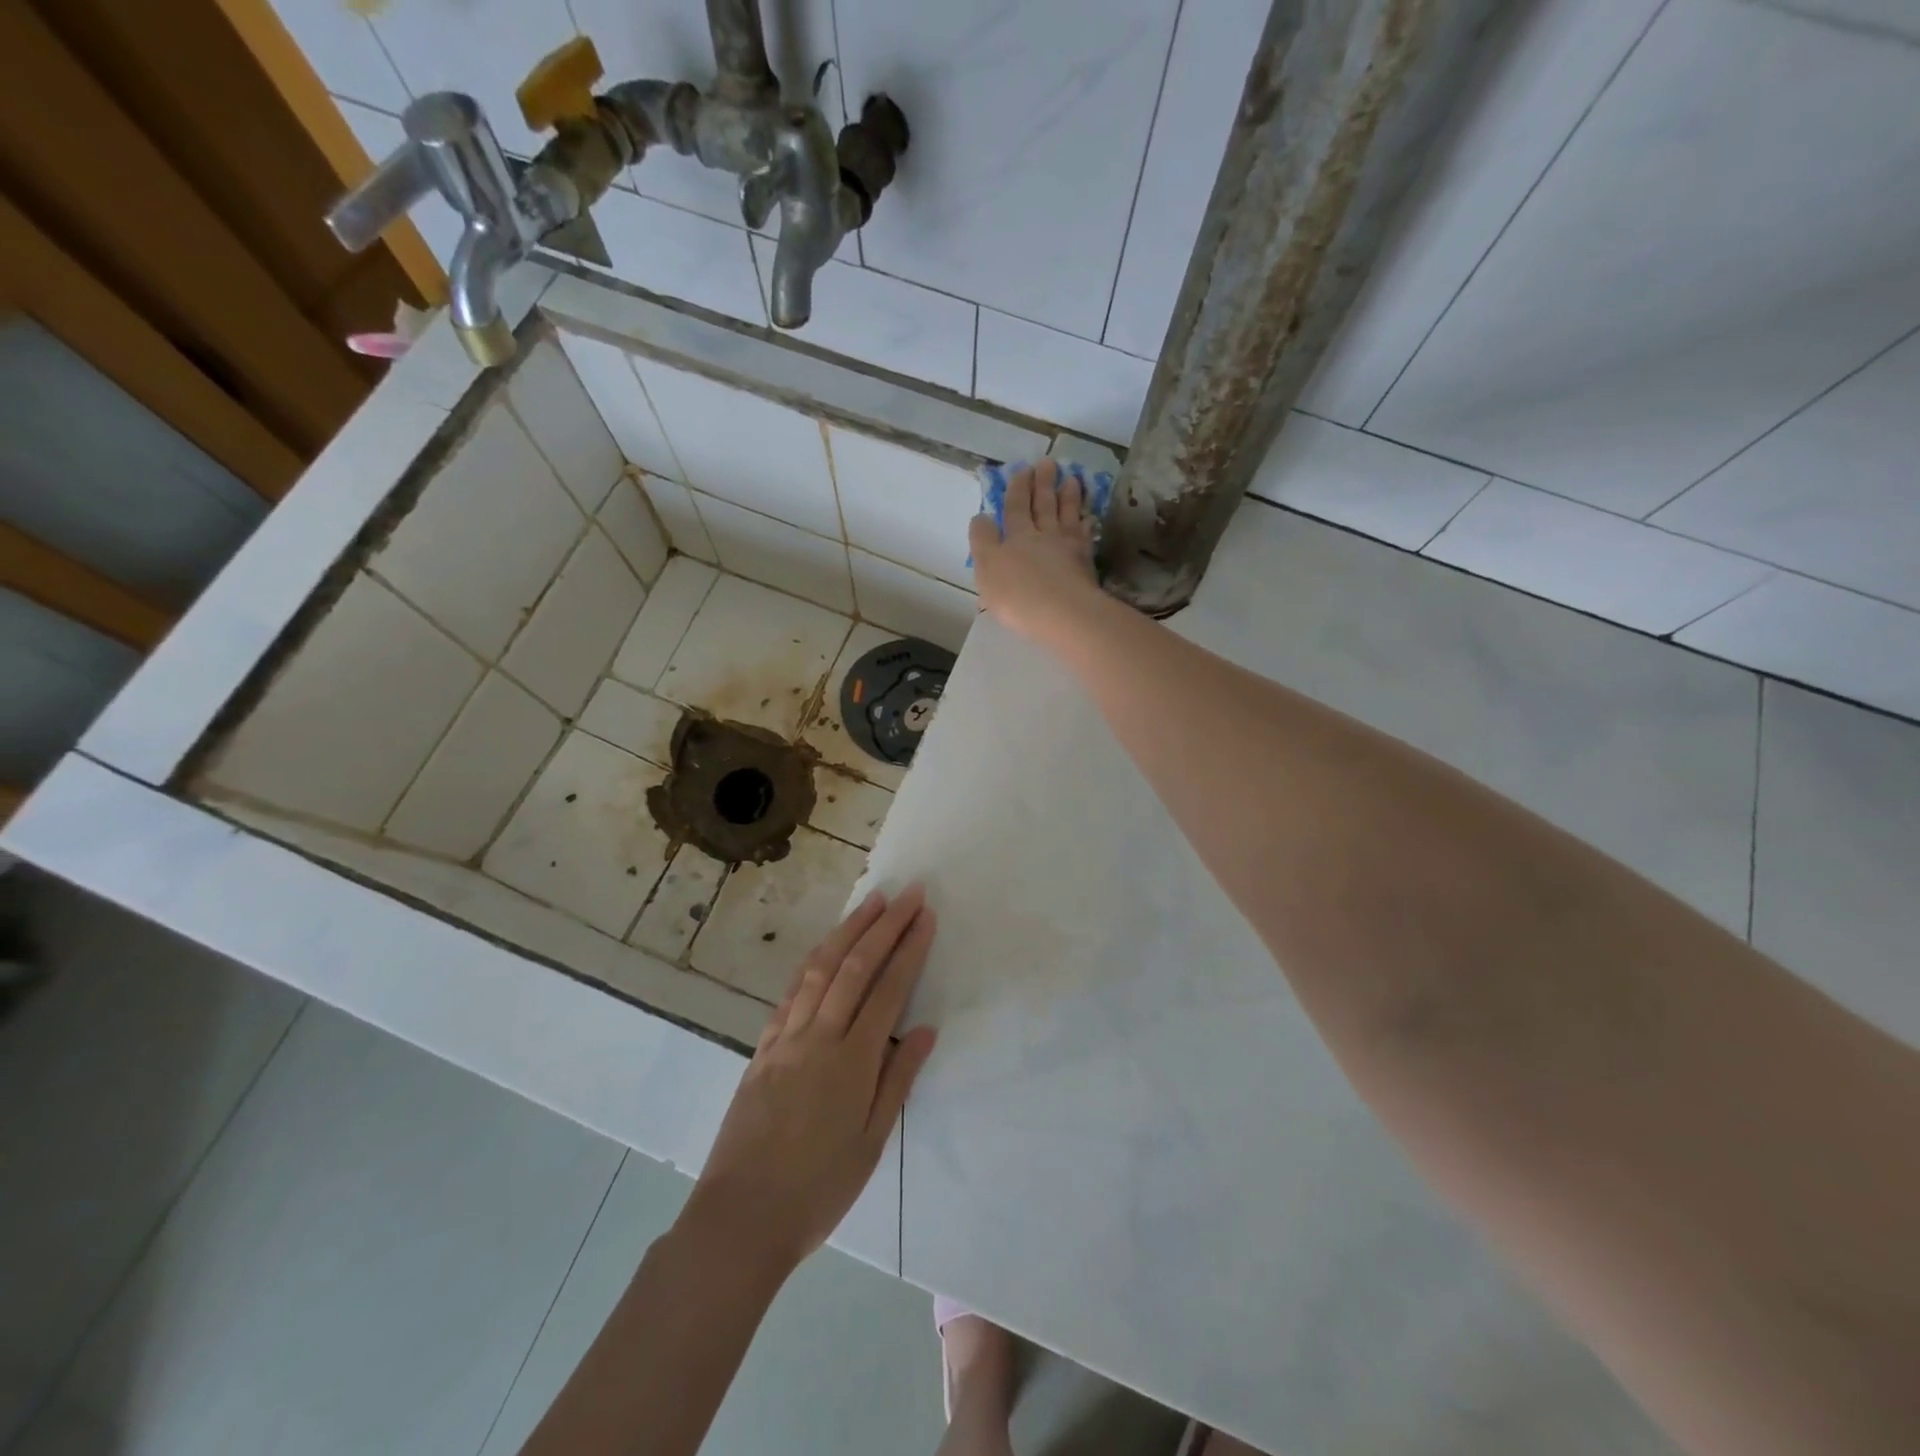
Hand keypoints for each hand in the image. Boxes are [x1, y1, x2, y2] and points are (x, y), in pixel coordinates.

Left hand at [682, 886, 938, 1273]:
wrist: (740, 1217)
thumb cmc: (817, 1189)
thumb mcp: (870, 1143)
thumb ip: (898, 1081)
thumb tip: (924, 1031)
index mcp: (851, 1062)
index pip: (888, 990)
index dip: (909, 948)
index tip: (924, 915)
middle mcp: (818, 1037)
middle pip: (855, 967)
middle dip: (884, 925)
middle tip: (907, 893)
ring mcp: (785, 1038)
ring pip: (819, 969)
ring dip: (847, 930)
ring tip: (869, 903)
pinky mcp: (762, 1048)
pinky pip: (790, 993)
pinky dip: (812, 962)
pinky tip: (823, 949)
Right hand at [969, 459, 1103, 646]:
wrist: (1063, 613)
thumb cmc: (1018, 595)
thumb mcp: (987, 569)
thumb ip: (983, 542)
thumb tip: (982, 517)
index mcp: (1016, 537)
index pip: (1015, 508)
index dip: (1017, 488)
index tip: (1022, 469)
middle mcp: (1042, 536)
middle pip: (1043, 506)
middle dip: (1043, 484)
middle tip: (1048, 463)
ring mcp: (1067, 548)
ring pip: (1067, 516)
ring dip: (1068, 497)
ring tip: (1072, 479)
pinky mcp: (1086, 563)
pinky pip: (1085, 536)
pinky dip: (1086, 523)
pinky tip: (1088, 517)